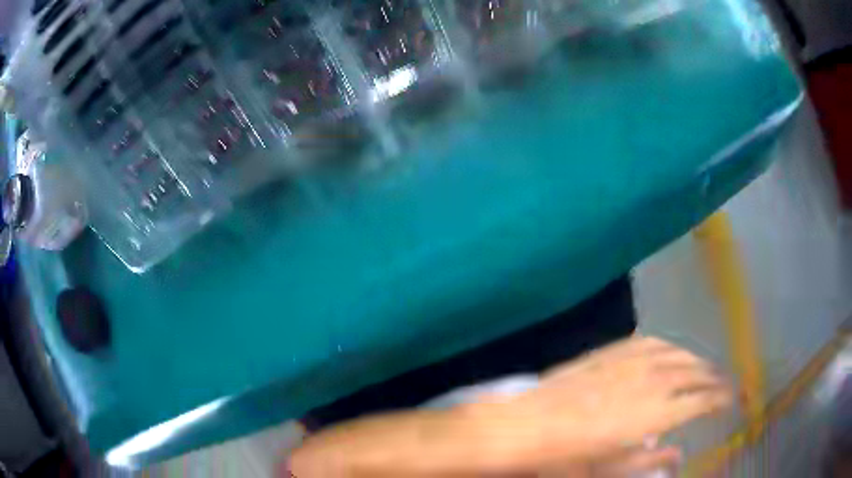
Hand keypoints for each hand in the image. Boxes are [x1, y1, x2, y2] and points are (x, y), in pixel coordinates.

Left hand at [469, 337, 732, 470]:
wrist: (526, 425)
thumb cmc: (566, 457)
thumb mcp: (609, 470)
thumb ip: (649, 461)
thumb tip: (678, 455)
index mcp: (656, 414)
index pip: (701, 401)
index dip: (719, 398)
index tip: (730, 399)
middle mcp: (652, 381)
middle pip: (694, 373)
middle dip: (713, 377)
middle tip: (723, 382)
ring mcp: (632, 362)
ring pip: (677, 354)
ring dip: (695, 358)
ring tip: (704, 366)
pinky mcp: (612, 352)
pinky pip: (650, 342)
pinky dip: (669, 345)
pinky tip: (672, 350)